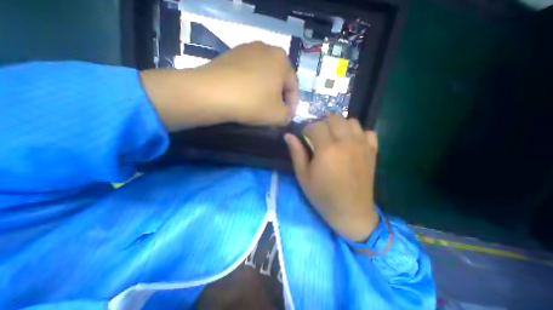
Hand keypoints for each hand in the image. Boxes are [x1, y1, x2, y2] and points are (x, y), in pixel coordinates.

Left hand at [141, 41, 300, 130]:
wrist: (212, 93)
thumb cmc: (252, 102)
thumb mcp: (278, 115)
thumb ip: (288, 116)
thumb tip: (287, 114)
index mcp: (282, 59)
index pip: (293, 86)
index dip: (292, 104)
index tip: (287, 117)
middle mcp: (266, 49)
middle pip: (279, 80)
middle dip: (279, 98)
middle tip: (274, 112)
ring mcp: (246, 50)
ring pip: (263, 76)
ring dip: (265, 92)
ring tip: (259, 106)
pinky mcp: (231, 55)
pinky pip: (248, 74)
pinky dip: (251, 86)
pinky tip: (245, 97)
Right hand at [285, 114, 380, 241]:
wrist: (351, 212)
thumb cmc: (323, 196)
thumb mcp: (303, 176)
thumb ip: (296, 153)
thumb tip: (288, 135)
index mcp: (327, 149)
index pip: (316, 125)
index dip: (307, 128)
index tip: (304, 136)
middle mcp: (346, 142)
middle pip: (335, 118)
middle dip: (323, 123)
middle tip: (318, 135)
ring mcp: (362, 146)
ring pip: (352, 121)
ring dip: (340, 126)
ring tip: (334, 137)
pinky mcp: (372, 152)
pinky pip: (368, 132)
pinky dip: (358, 133)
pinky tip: (351, 143)